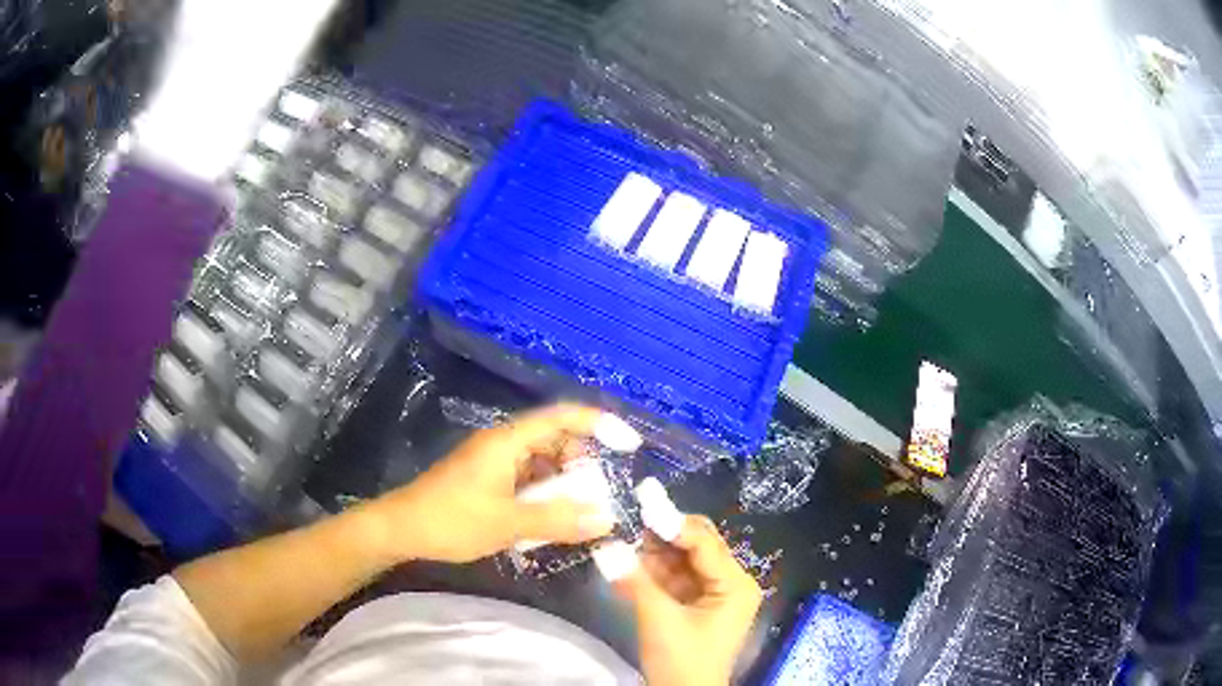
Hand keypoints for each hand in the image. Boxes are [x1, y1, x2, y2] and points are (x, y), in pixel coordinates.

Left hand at [366, 403, 618, 563]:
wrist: (401, 529)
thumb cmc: (452, 519)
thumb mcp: (508, 523)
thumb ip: (559, 520)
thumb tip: (607, 519)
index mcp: (508, 441)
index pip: (562, 416)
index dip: (600, 423)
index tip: (629, 445)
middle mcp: (503, 444)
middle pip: (555, 438)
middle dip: (583, 462)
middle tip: (600, 492)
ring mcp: (494, 463)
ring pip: (542, 462)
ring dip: (565, 482)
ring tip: (581, 510)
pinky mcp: (487, 481)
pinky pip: (528, 480)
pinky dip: (546, 495)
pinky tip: (552, 520)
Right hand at [616, 517, 762, 685]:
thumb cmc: (682, 661)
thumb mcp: (659, 619)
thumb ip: (634, 580)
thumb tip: (604, 546)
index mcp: (735, 583)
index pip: (703, 542)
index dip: (672, 521)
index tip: (640, 501)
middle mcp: (729, 582)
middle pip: (695, 545)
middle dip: (661, 534)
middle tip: (627, 517)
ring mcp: (712, 593)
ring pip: (680, 560)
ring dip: (652, 551)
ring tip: (620, 537)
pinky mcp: (694, 604)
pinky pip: (673, 578)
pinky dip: (651, 572)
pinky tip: (625, 563)